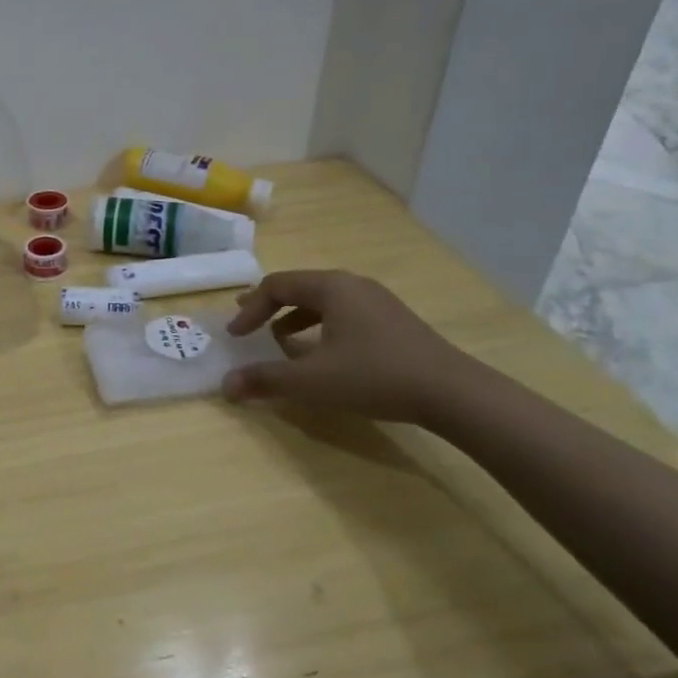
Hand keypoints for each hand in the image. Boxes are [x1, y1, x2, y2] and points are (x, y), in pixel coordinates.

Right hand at [222, 269, 471, 425]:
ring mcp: (377, 300)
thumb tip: (225, 386)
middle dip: (269, 307)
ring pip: (323, 300)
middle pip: (299, 287)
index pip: (276, 286)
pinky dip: (320, 325)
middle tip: (247, 324)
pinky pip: (343, 312)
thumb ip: (266, 379)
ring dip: (294, 317)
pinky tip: (321, 352)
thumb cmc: (374, 377)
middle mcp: (352, 284)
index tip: (235, 335)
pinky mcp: (393, 320)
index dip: (250, 309)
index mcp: (331, 287)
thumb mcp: (312, 381)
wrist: (453, 393)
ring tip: (279, 339)